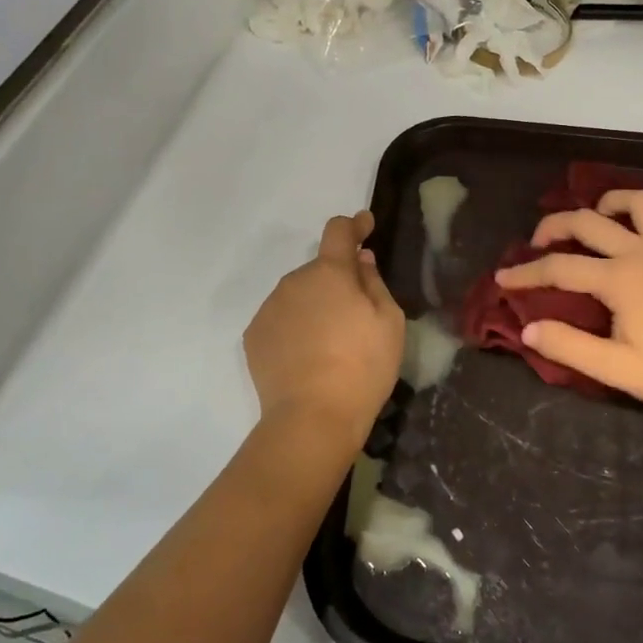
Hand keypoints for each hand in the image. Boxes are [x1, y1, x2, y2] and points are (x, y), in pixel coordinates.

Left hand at [244, 212, 405, 447]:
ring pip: (298, 296)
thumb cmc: (362, 367)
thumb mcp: (388, 322)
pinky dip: (295, 329)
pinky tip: (307, 359)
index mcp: (330, 272)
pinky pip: (281, 320)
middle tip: (355, 318)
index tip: (364, 225)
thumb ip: (373, 283)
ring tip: (330, 346)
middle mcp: (294, 281)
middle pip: (319, 271)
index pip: (339, 232)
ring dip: (314, 307)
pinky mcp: (254, 336)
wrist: (312, 418)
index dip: (354, 225)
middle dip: (336, 283)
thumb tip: (360, 261)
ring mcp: (270, 308)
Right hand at [494, 189, 642, 420]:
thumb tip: (528, 329)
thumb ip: (569, 346)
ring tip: (598, 216)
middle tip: (539, 240)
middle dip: (555, 225)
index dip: (525, 273)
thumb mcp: (615, 369)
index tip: (503, 278)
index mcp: (618, 279)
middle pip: (588, 222)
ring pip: (639, 202)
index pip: (558, 269)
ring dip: (611, 203)